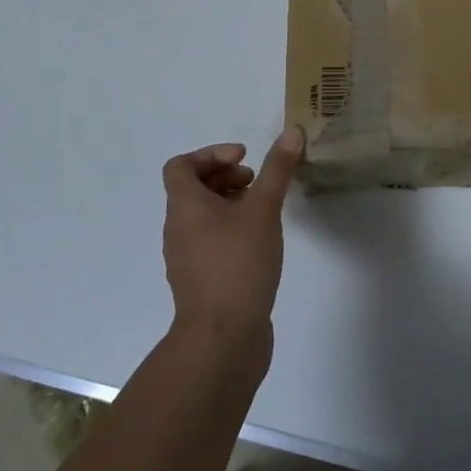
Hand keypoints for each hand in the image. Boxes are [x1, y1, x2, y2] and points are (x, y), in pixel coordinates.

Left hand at [161, 126, 303, 363]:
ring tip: (263, 211)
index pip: (180, 166)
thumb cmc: (238, 264)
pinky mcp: (201, 282)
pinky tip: (260, 243)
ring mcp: (187, 259)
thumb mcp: (263, 210)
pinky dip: (231, 230)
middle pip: (192, 189)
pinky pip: (210, 242)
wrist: (223, 340)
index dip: (211, 154)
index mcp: (184, 207)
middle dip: (225, 177)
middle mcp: (178, 229)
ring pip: (203, 217)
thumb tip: (292, 130)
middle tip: (257, 183)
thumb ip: (277, 169)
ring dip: (230, 204)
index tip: (244, 159)